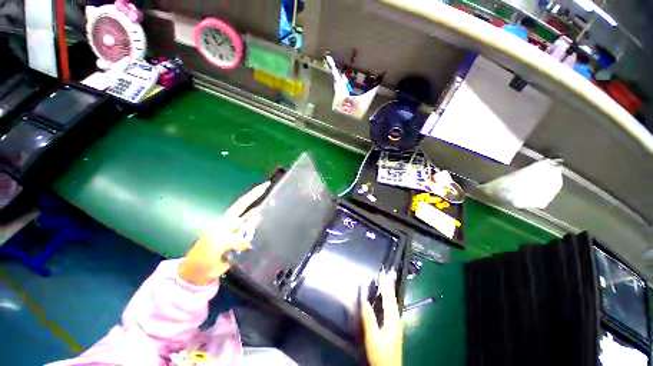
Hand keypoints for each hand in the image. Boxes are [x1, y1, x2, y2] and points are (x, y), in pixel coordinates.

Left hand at [179, 181, 270, 285]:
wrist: (200, 271)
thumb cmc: (204, 255)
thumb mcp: (217, 244)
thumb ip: (234, 240)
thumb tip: (251, 239)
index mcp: (227, 219)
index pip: (243, 203)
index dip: (255, 193)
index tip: (267, 184)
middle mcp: (236, 223)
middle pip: (252, 209)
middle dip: (263, 201)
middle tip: (278, 196)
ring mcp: (241, 233)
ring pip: (255, 221)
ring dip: (265, 216)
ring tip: (279, 209)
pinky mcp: (244, 243)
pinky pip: (255, 234)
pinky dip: (262, 230)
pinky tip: (270, 228)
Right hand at [361, 271, 402, 365]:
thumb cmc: (380, 353)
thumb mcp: (372, 337)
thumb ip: (369, 318)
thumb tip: (363, 299)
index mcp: (392, 319)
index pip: (388, 297)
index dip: (385, 284)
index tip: (382, 273)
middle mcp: (396, 318)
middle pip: (393, 297)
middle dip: (390, 284)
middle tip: (388, 271)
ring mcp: (396, 322)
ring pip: (393, 301)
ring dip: (390, 289)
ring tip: (389, 280)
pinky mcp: (394, 326)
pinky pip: (392, 306)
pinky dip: (390, 297)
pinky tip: (388, 297)